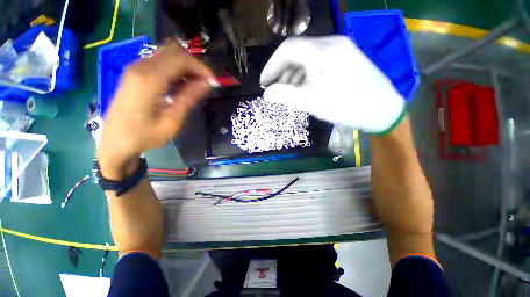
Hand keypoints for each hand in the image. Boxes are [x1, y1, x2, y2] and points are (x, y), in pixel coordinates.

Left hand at [96, 43, 214, 178]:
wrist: (115, 142)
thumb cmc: (145, 136)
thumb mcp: (172, 120)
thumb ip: (189, 98)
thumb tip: (206, 83)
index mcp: (150, 80)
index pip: (181, 59)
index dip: (201, 68)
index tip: (213, 82)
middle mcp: (140, 67)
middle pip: (174, 52)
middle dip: (194, 65)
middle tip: (205, 83)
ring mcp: (135, 68)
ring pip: (167, 54)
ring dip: (185, 67)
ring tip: (195, 85)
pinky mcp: (134, 72)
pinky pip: (159, 62)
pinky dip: (174, 69)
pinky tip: (180, 84)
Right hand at [260, 36, 404, 133]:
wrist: (383, 111)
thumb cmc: (346, 106)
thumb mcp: (311, 102)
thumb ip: (285, 95)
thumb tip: (267, 93)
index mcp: (323, 51)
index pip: (287, 49)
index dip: (271, 66)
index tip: (264, 82)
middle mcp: (332, 44)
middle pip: (298, 53)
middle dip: (282, 71)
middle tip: (275, 89)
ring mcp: (342, 51)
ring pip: (309, 58)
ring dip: (294, 74)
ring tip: (289, 91)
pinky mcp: (347, 60)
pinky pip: (319, 64)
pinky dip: (307, 75)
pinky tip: (305, 88)